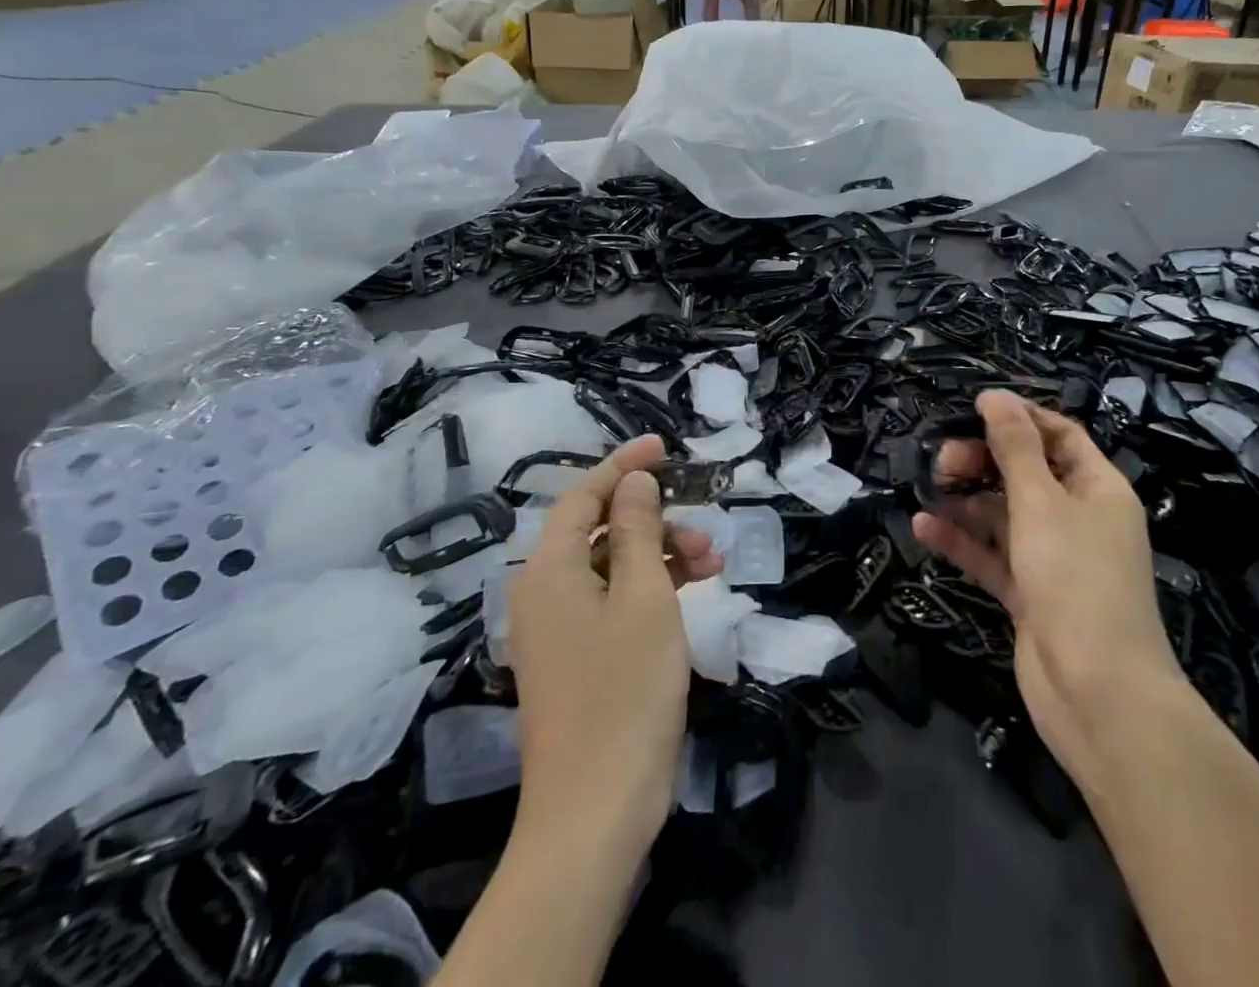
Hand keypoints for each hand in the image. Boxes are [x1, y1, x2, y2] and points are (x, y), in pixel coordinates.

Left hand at [507, 436, 722, 859]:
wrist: (595, 812)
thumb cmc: (624, 692)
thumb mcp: (643, 597)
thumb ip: (639, 530)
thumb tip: (634, 482)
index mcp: (548, 570)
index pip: (584, 496)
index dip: (623, 465)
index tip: (664, 446)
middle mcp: (545, 592)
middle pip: (601, 530)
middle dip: (656, 521)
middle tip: (706, 532)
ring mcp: (560, 629)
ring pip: (613, 566)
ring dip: (662, 555)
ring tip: (713, 566)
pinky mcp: (578, 658)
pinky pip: (613, 601)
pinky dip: (651, 589)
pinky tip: (689, 591)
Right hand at [912, 391, 1186, 790]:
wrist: (1099, 695)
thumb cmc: (1075, 579)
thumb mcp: (1041, 501)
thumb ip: (1014, 447)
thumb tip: (995, 395)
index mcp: (1098, 489)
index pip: (1060, 435)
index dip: (1020, 418)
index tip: (973, 408)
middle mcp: (1079, 518)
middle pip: (1027, 473)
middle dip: (984, 460)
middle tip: (941, 459)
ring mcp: (1053, 559)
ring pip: (1004, 514)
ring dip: (967, 499)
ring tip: (929, 488)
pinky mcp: (1030, 594)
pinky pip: (992, 555)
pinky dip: (963, 541)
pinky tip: (924, 527)